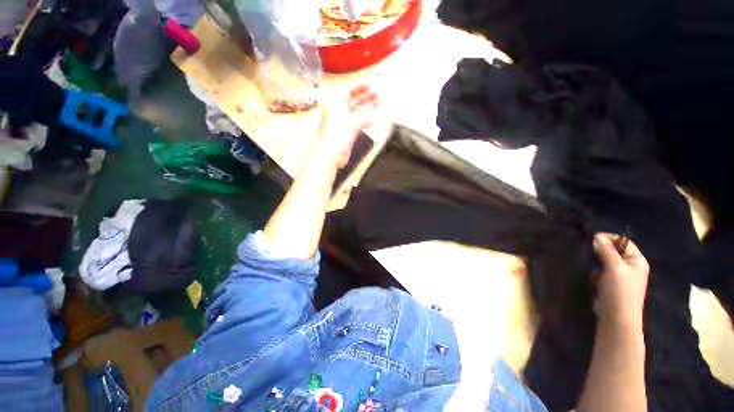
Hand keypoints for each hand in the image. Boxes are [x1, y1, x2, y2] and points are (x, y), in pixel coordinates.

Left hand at [310, 85, 378, 168]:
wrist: (329, 155)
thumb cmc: (333, 138)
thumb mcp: (351, 123)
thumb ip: (364, 116)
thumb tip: (374, 110)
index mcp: (334, 104)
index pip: (349, 91)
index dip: (360, 88)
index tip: (371, 86)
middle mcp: (337, 111)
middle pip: (354, 101)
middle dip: (366, 98)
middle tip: (378, 96)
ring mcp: (343, 122)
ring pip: (357, 112)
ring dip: (367, 109)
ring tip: (378, 105)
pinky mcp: (347, 132)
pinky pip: (358, 123)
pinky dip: (365, 120)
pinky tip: (372, 119)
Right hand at [592, 233, 649, 329]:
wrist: (617, 319)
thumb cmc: (620, 292)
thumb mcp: (614, 268)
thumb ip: (606, 251)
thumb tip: (597, 237)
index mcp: (637, 261)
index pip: (624, 241)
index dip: (609, 238)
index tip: (592, 240)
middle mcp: (631, 267)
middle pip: (614, 251)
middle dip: (600, 251)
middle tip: (588, 252)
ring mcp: (621, 277)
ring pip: (605, 261)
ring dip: (596, 262)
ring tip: (590, 266)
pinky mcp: (611, 284)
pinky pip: (601, 272)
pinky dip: (595, 272)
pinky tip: (592, 277)